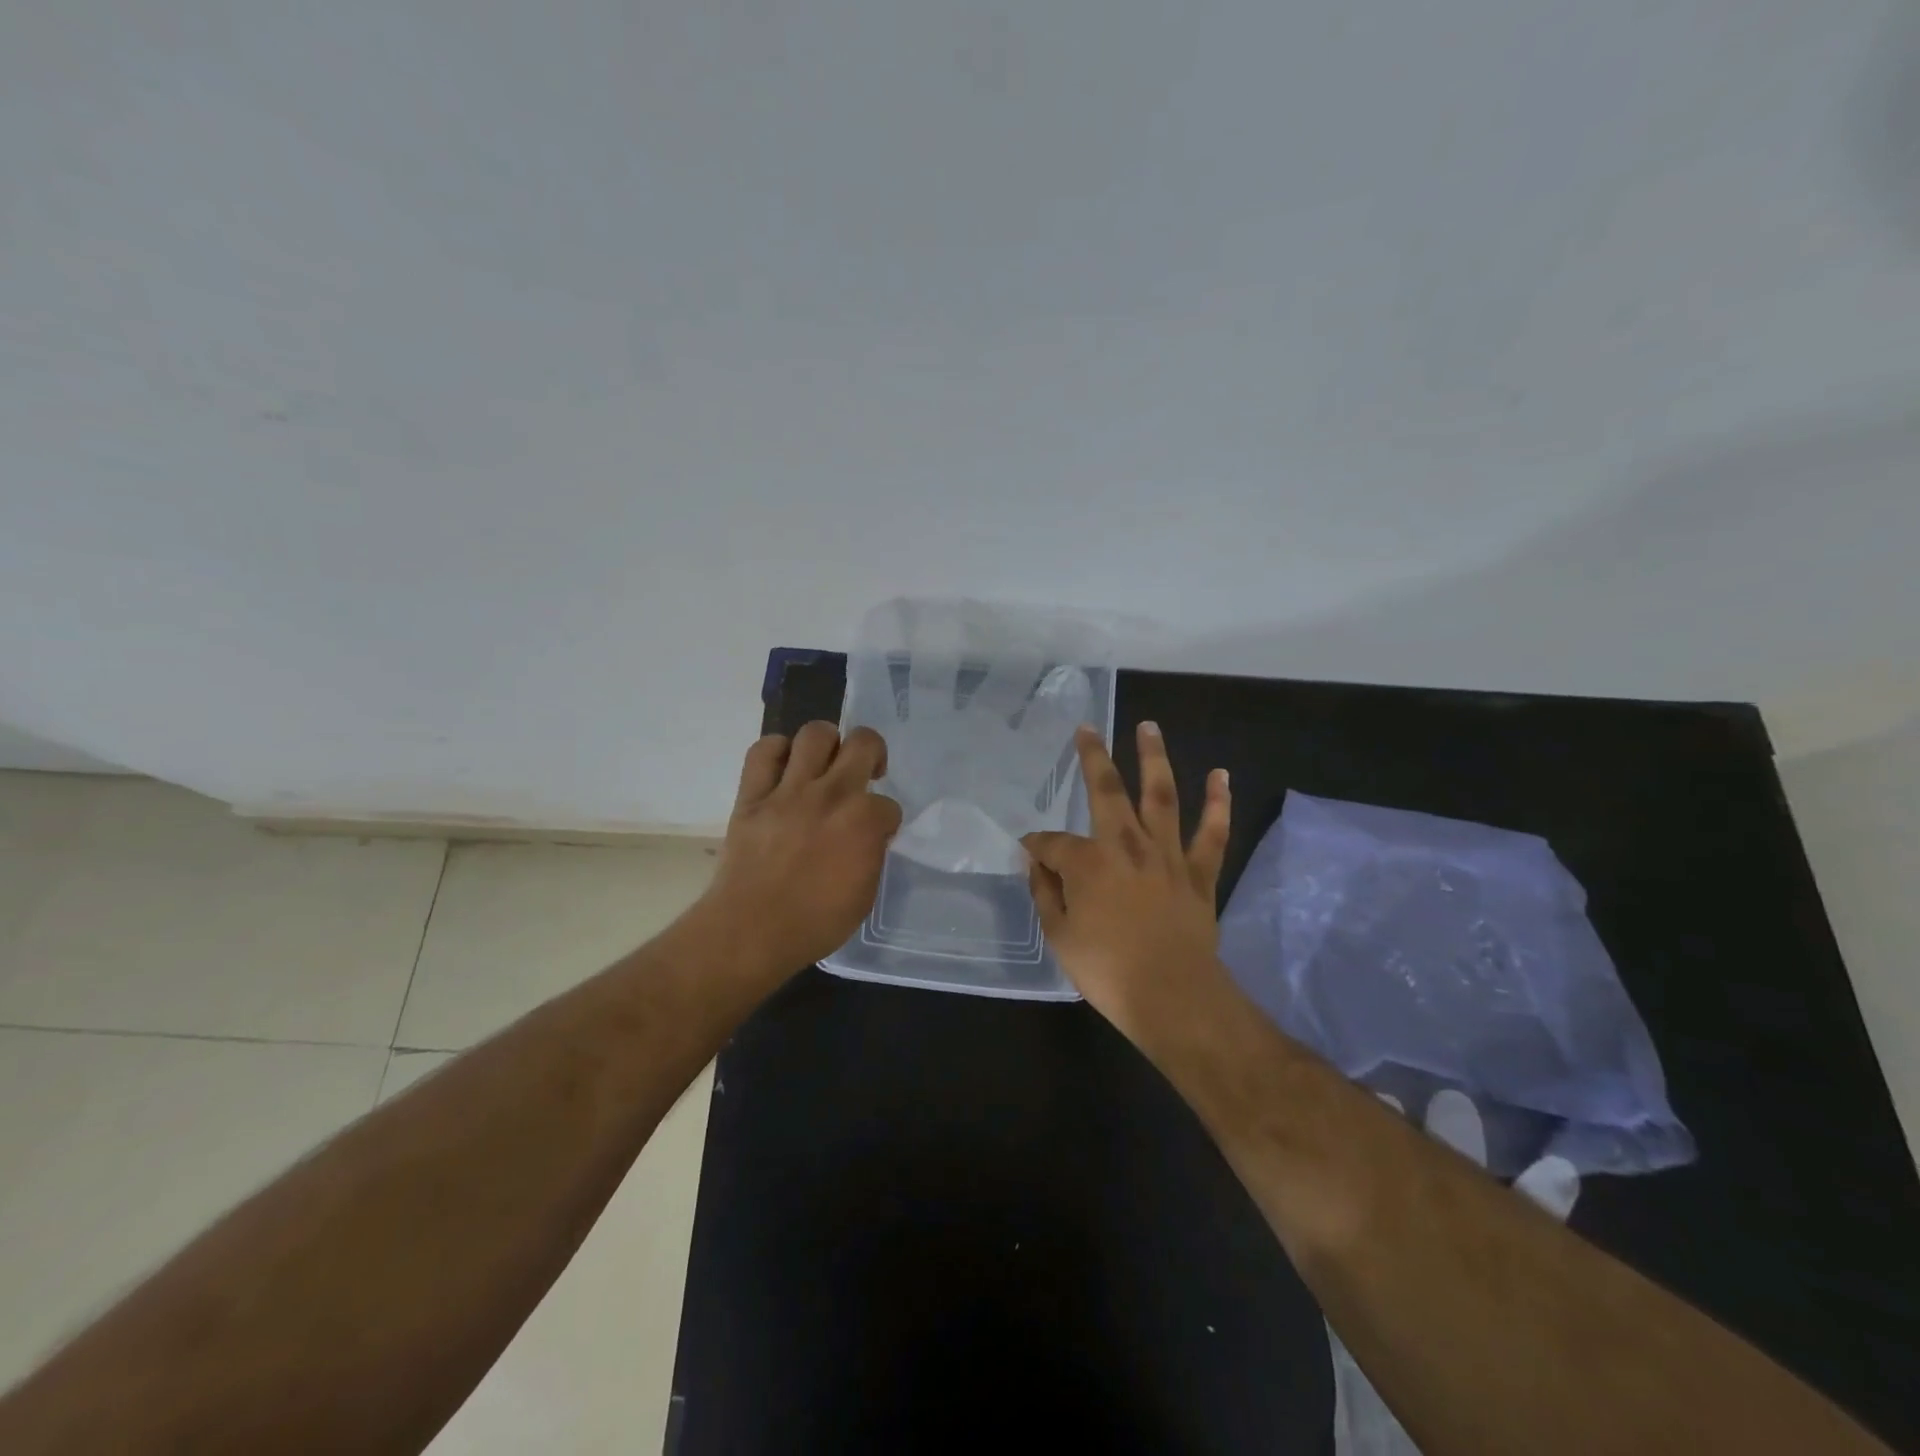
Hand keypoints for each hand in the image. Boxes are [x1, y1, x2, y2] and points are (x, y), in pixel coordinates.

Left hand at [706, 722, 903, 972]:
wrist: (751, 931)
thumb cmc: (815, 923)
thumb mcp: (864, 894)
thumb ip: (871, 854)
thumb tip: (868, 836)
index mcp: (864, 821)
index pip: (888, 805)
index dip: (885, 821)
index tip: (876, 834)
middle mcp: (831, 794)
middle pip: (863, 742)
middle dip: (872, 752)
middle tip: (865, 772)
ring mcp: (789, 790)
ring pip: (815, 734)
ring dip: (828, 743)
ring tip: (826, 763)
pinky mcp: (753, 795)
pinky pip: (763, 752)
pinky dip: (776, 751)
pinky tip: (784, 767)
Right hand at [1022, 722, 1231, 1036]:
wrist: (1172, 996)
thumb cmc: (1107, 969)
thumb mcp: (1059, 935)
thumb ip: (1045, 893)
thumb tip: (1035, 862)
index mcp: (1088, 862)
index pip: (1053, 843)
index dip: (1037, 847)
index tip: (1030, 853)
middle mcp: (1126, 845)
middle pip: (1107, 791)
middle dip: (1093, 757)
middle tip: (1088, 729)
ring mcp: (1167, 855)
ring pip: (1160, 796)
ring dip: (1154, 758)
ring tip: (1149, 727)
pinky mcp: (1199, 873)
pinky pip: (1211, 833)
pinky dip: (1217, 804)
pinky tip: (1220, 776)